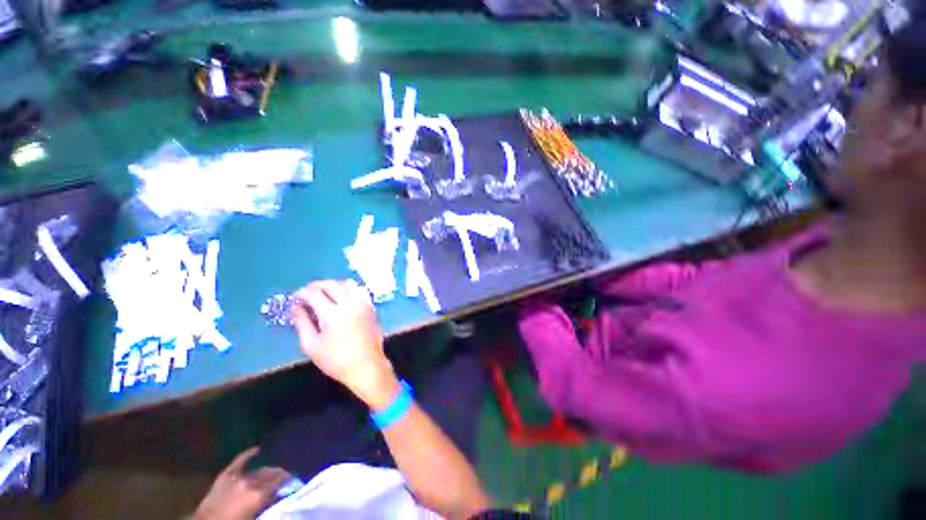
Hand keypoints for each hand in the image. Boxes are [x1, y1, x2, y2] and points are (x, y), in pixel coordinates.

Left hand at [194, 447, 290, 519]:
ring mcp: (237, 477)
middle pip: (271, 473)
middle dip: (280, 474)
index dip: (290, 479)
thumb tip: (281, 494)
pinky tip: (257, 449)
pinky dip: (248, 454)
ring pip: (259, 469)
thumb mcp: (254, 517)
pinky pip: (239, 461)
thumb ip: (268, 504)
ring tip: (274, 471)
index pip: (281, 480)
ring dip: (268, 470)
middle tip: (287, 477)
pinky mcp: (225, 476)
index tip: (296, 480)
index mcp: (259, 494)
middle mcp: (251, 482)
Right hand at [292, 280, 398, 408]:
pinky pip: (360, 290)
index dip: (301, 293)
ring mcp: (363, 303)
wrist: (366, 365)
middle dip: (316, 286)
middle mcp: (349, 303)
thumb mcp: (311, 345)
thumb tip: (295, 307)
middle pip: (331, 284)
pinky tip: (343, 298)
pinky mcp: (371, 307)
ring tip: (325, 294)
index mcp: (332, 313)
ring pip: (348, 284)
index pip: (314, 294)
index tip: (295, 298)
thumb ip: (302, 323)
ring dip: (334, 285)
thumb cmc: (336, 360)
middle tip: (307, 293)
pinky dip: (349, 289)